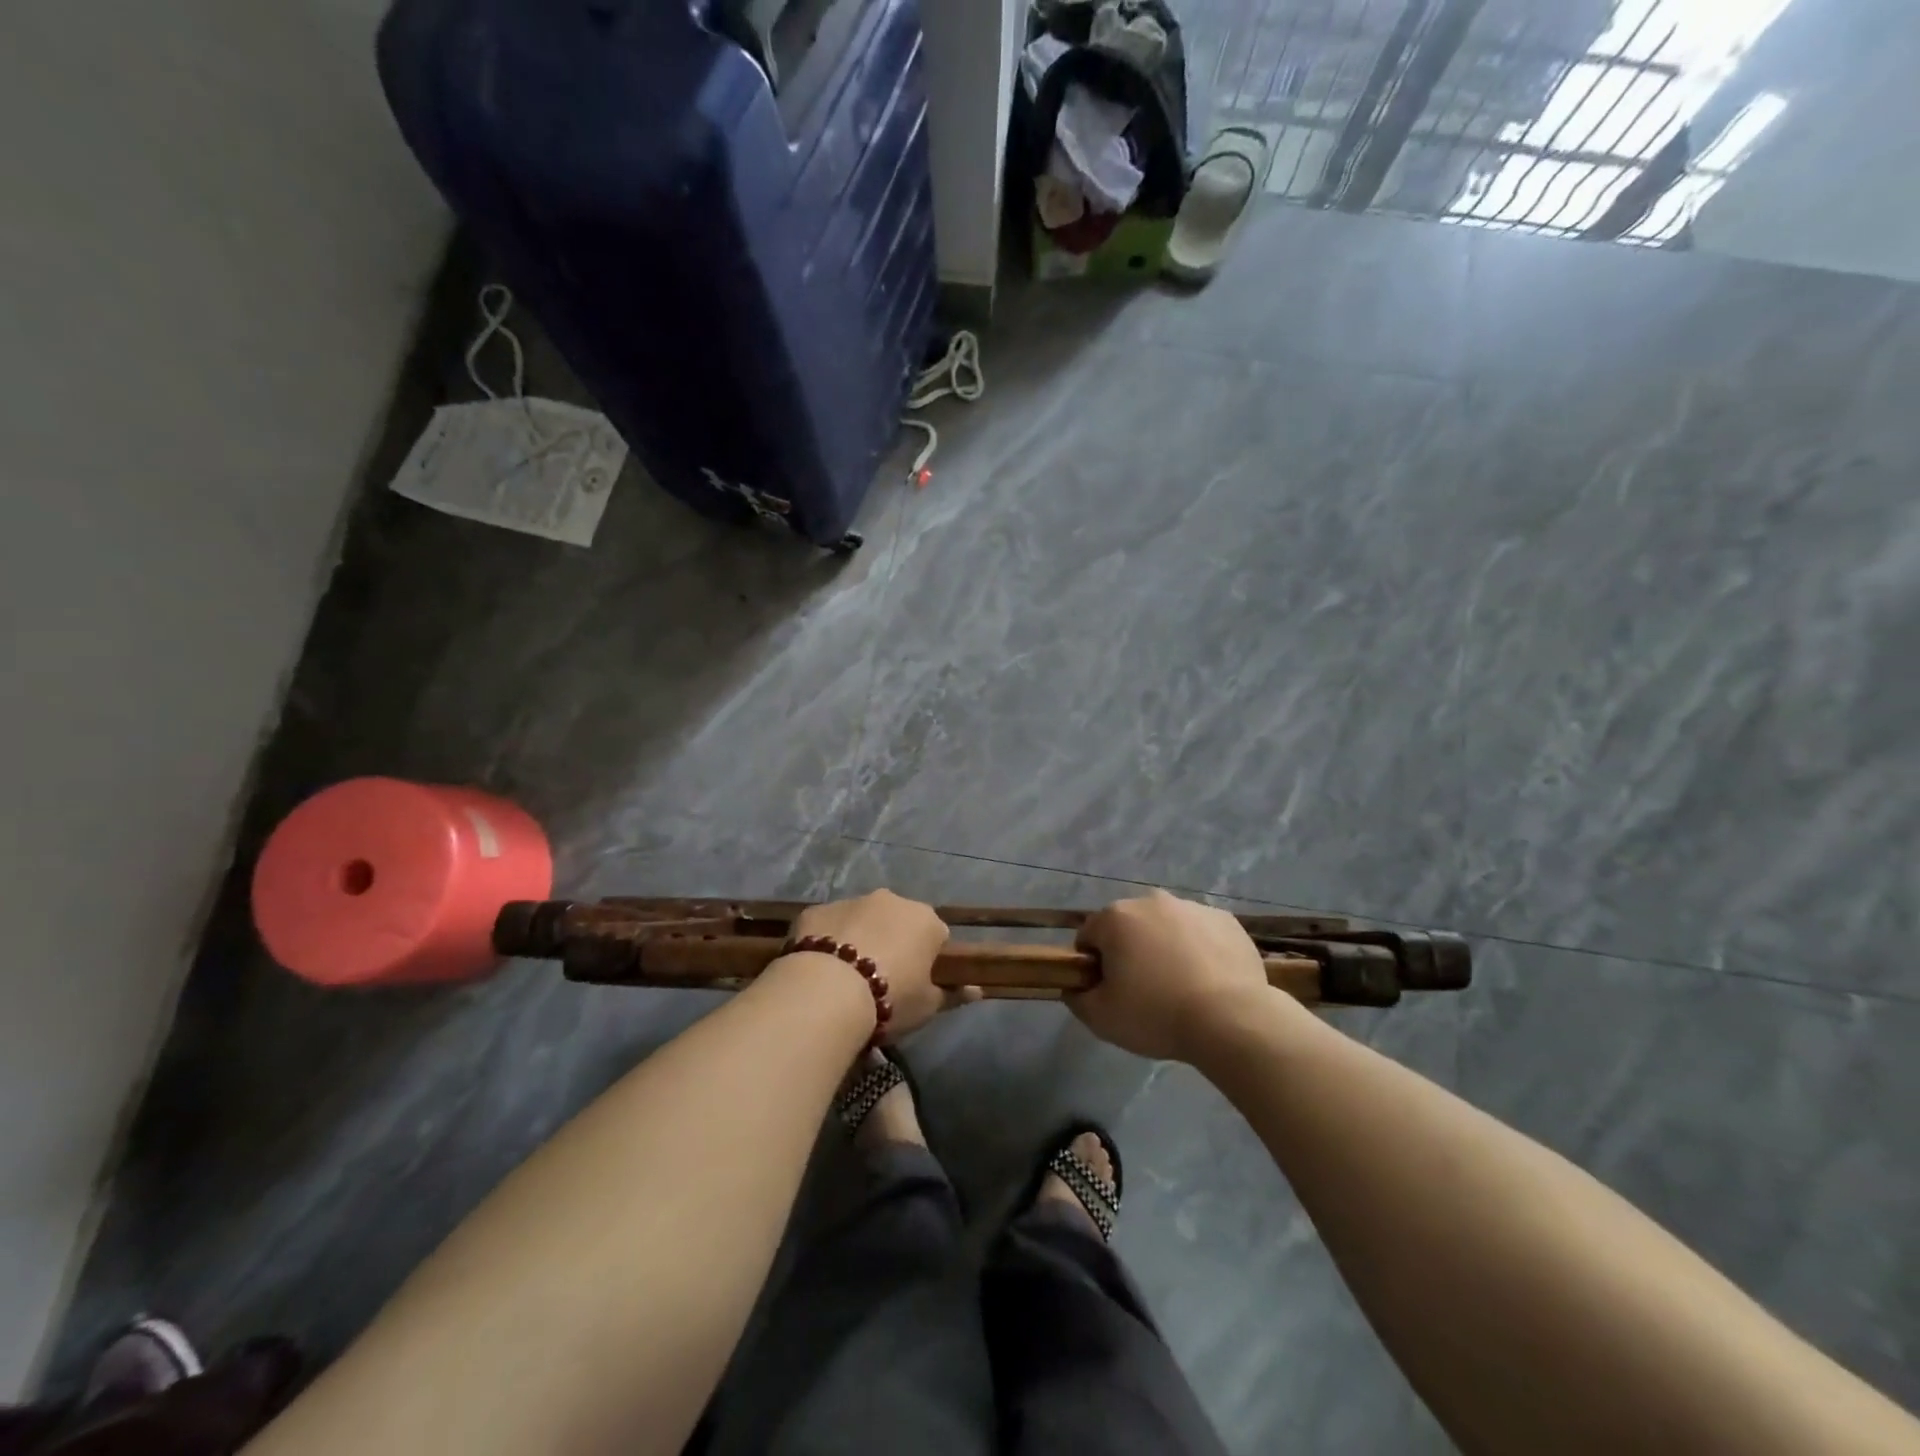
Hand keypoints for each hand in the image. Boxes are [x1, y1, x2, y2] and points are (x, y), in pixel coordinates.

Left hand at [789, 890, 976, 1038]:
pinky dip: (827, 941)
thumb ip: (953, 995)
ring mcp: (851, 901)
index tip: (916, 983)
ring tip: (846, 977)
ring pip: (861, 919)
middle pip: (898, 921)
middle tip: (881, 979)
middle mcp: (891, 900)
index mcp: (925, 920)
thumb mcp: (927, 1006)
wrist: (827, 991)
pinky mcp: (817, 910)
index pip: (937, 936)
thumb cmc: (890, 999)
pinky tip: (820, 970)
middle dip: (893, 942)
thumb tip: (978, 990)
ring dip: (859, 939)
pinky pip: (828, 925)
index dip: (928, 959)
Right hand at [1071, 889, 1274, 1062]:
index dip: (1094, 966)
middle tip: (1144, 992)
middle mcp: (1152, 901)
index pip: (1090, 937)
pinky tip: (1208, 981)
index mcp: (1116, 917)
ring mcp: (1192, 907)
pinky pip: (1201, 933)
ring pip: (1167, 927)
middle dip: (1130, 952)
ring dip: (1165, 948)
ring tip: (1180, 989)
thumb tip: (1074, 988)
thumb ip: (1077, 998)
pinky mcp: (1226, 920)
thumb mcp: (1101, 1018)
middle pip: (1129, 927)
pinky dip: (1199, 950)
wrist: (1231, 1020)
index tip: (1109, 991)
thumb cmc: (1156, 1015)